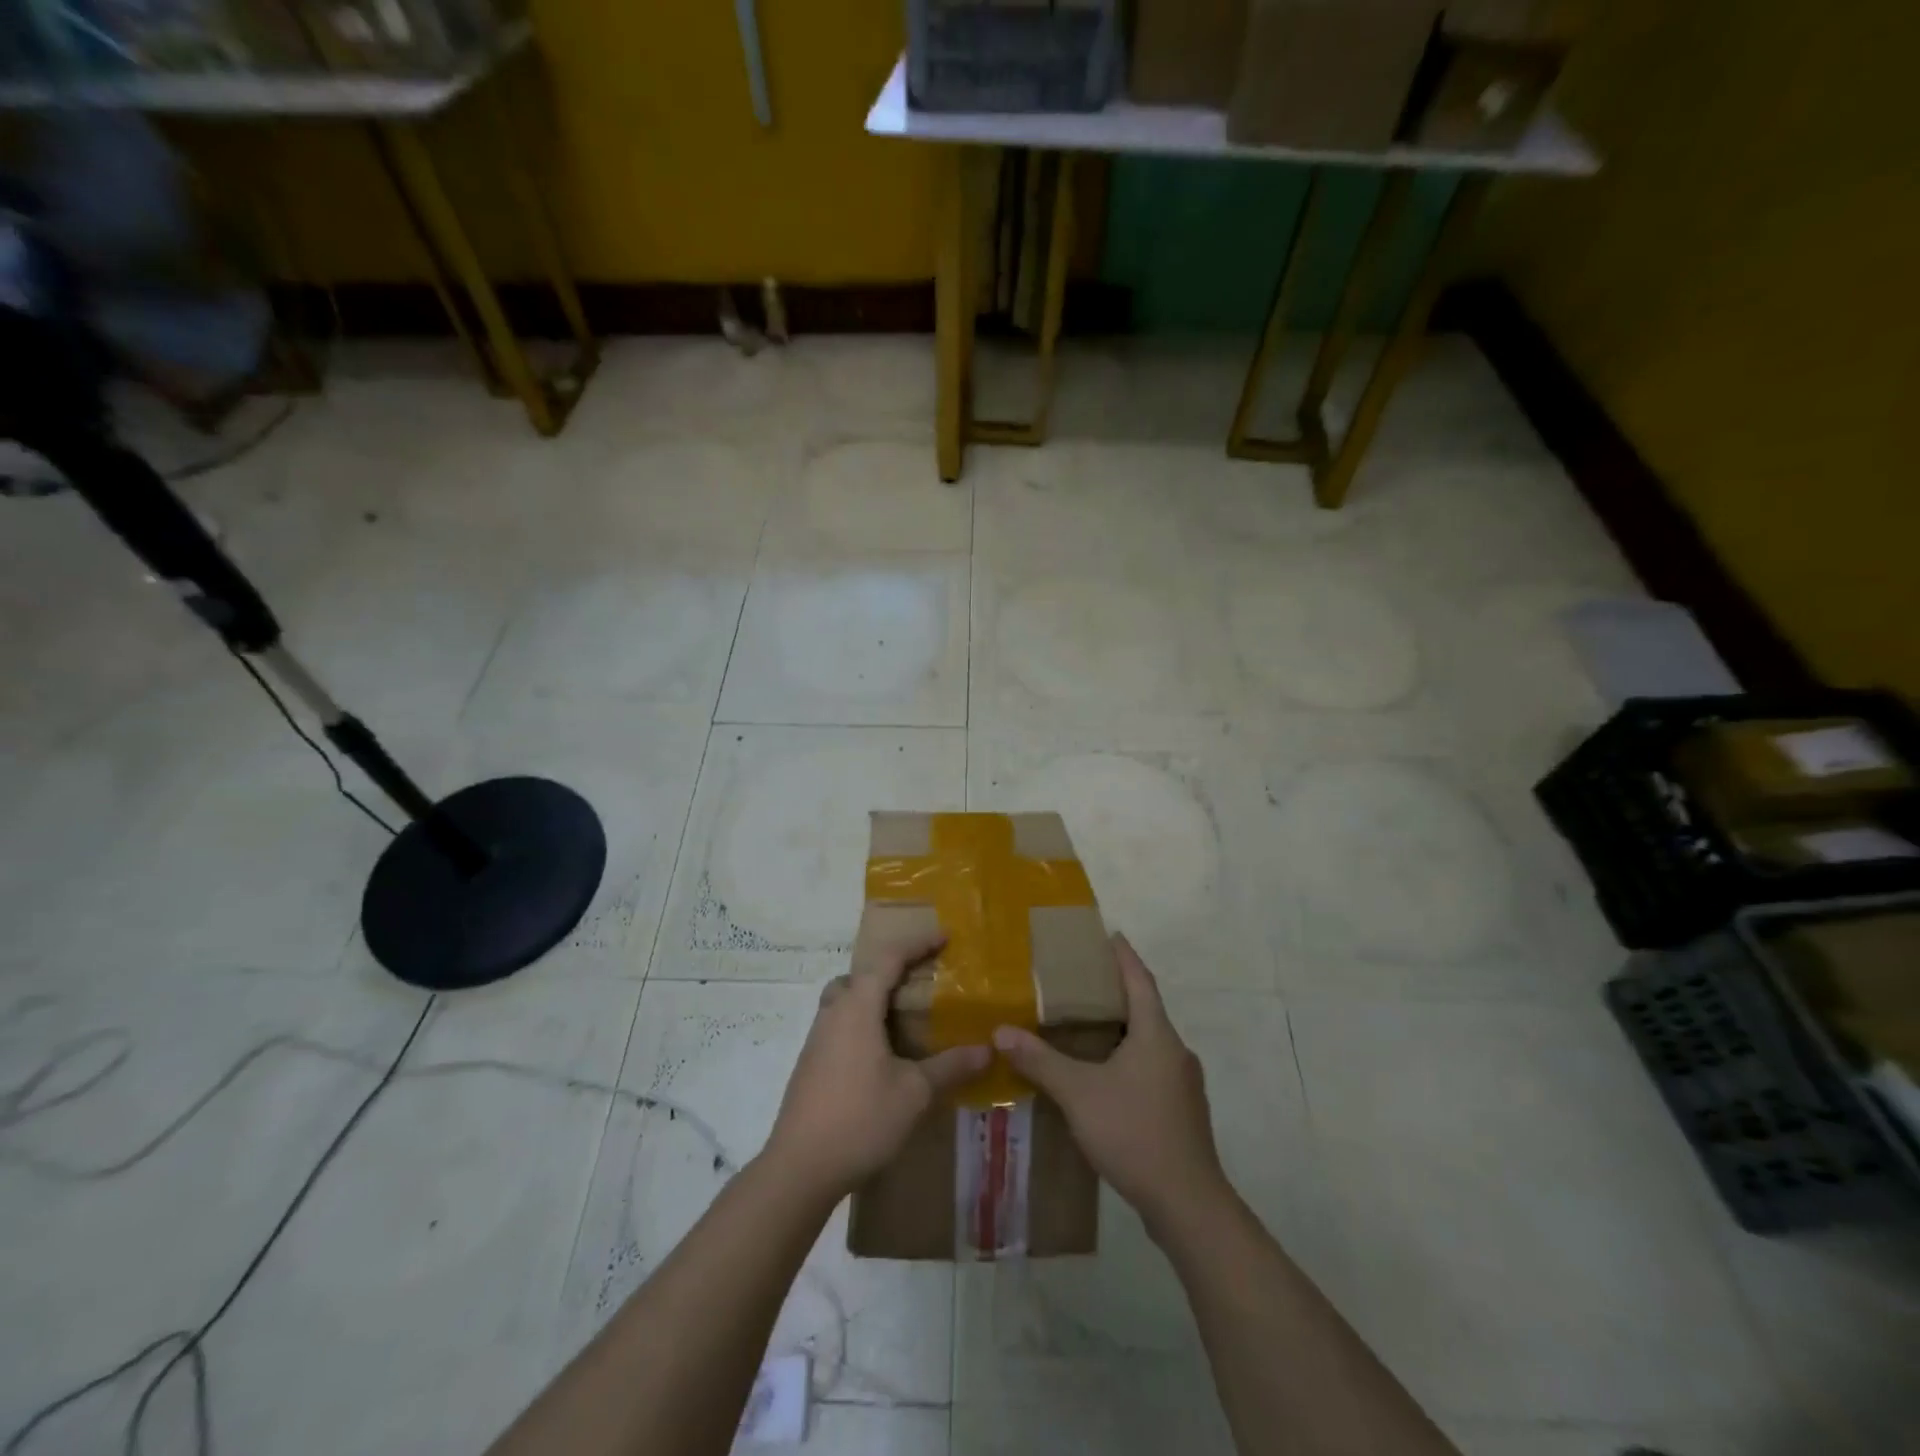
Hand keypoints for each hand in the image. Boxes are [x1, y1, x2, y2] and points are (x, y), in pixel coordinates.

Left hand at [764, 928, 989, 1202]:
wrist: (799, 1168)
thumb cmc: (861, 1119)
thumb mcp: (915, 1093)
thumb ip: (951, 1067)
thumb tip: (988, 1049)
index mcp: (858, 1007)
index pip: (888, 959)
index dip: (917, 944)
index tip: (944, 937)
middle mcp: (833, 1014)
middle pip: (860, 975)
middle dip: (890, 969)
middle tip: (921, 979)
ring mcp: (817, 1040)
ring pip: (845, 1000)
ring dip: (873, 997)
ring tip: (905, 1016)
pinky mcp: (811, 1065)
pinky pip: (840, 1025)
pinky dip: (862, 1022)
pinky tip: (882, 1054)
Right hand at [992, 934, 1229, 1236]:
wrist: (1187, 1204)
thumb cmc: (1134, 1132)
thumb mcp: (1079, 1093)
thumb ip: (1040, 1061)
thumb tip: (1001, 1032)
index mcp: (1156, 1035)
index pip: (1140, 980)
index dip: (1124, 956)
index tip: (1110, 934)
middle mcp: (1175, 1051)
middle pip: (1146, 1009)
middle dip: (1117, 992)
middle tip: (1082, 981)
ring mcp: (1183, 1084)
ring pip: (1149, 1042)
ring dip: (1123, 1029)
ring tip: (1087, 1027)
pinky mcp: (1182, 1111)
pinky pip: (1152, 1069)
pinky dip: (1129, 1059)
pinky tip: (1106, 1077)